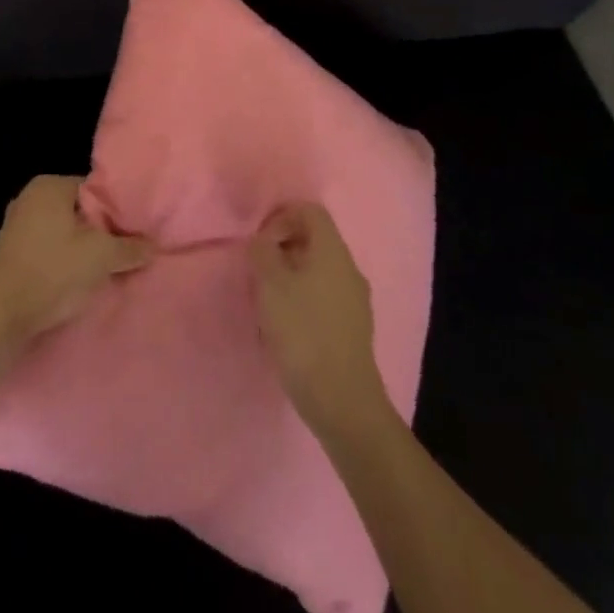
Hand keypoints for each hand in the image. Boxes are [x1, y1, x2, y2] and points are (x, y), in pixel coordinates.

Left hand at [0, 175, 151, 377]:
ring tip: (106, 270)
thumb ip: (130, 248)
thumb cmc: (51, 272)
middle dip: (101, 232)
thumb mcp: (100, 258)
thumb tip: (153, 246)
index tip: (134, 232)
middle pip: (80, 212)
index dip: (117, 211)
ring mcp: (17, 227)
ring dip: (83, 251)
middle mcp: (30, 198)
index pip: (95, 189)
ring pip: (64, 234)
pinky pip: (48, 251)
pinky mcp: (10, 255)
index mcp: (49, 186)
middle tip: (125, 252)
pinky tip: (80, 283)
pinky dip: (64, 264)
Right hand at [250, 203, 395, 441]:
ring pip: (318, 270)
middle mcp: (349, 268)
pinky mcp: (354, 329)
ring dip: (289, 276)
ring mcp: (355, 300)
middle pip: (314, 239)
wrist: (342, 401)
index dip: (281, 216)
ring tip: (267, 302)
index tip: (259, 241)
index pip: (310, 210)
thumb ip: (262, 251)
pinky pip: (324, 297)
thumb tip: (263, 241)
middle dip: (282, 248)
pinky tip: (285, 327)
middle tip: (257, 271)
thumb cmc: (303, 332)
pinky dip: (302, 299)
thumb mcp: (270, 284)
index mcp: (333, 251)